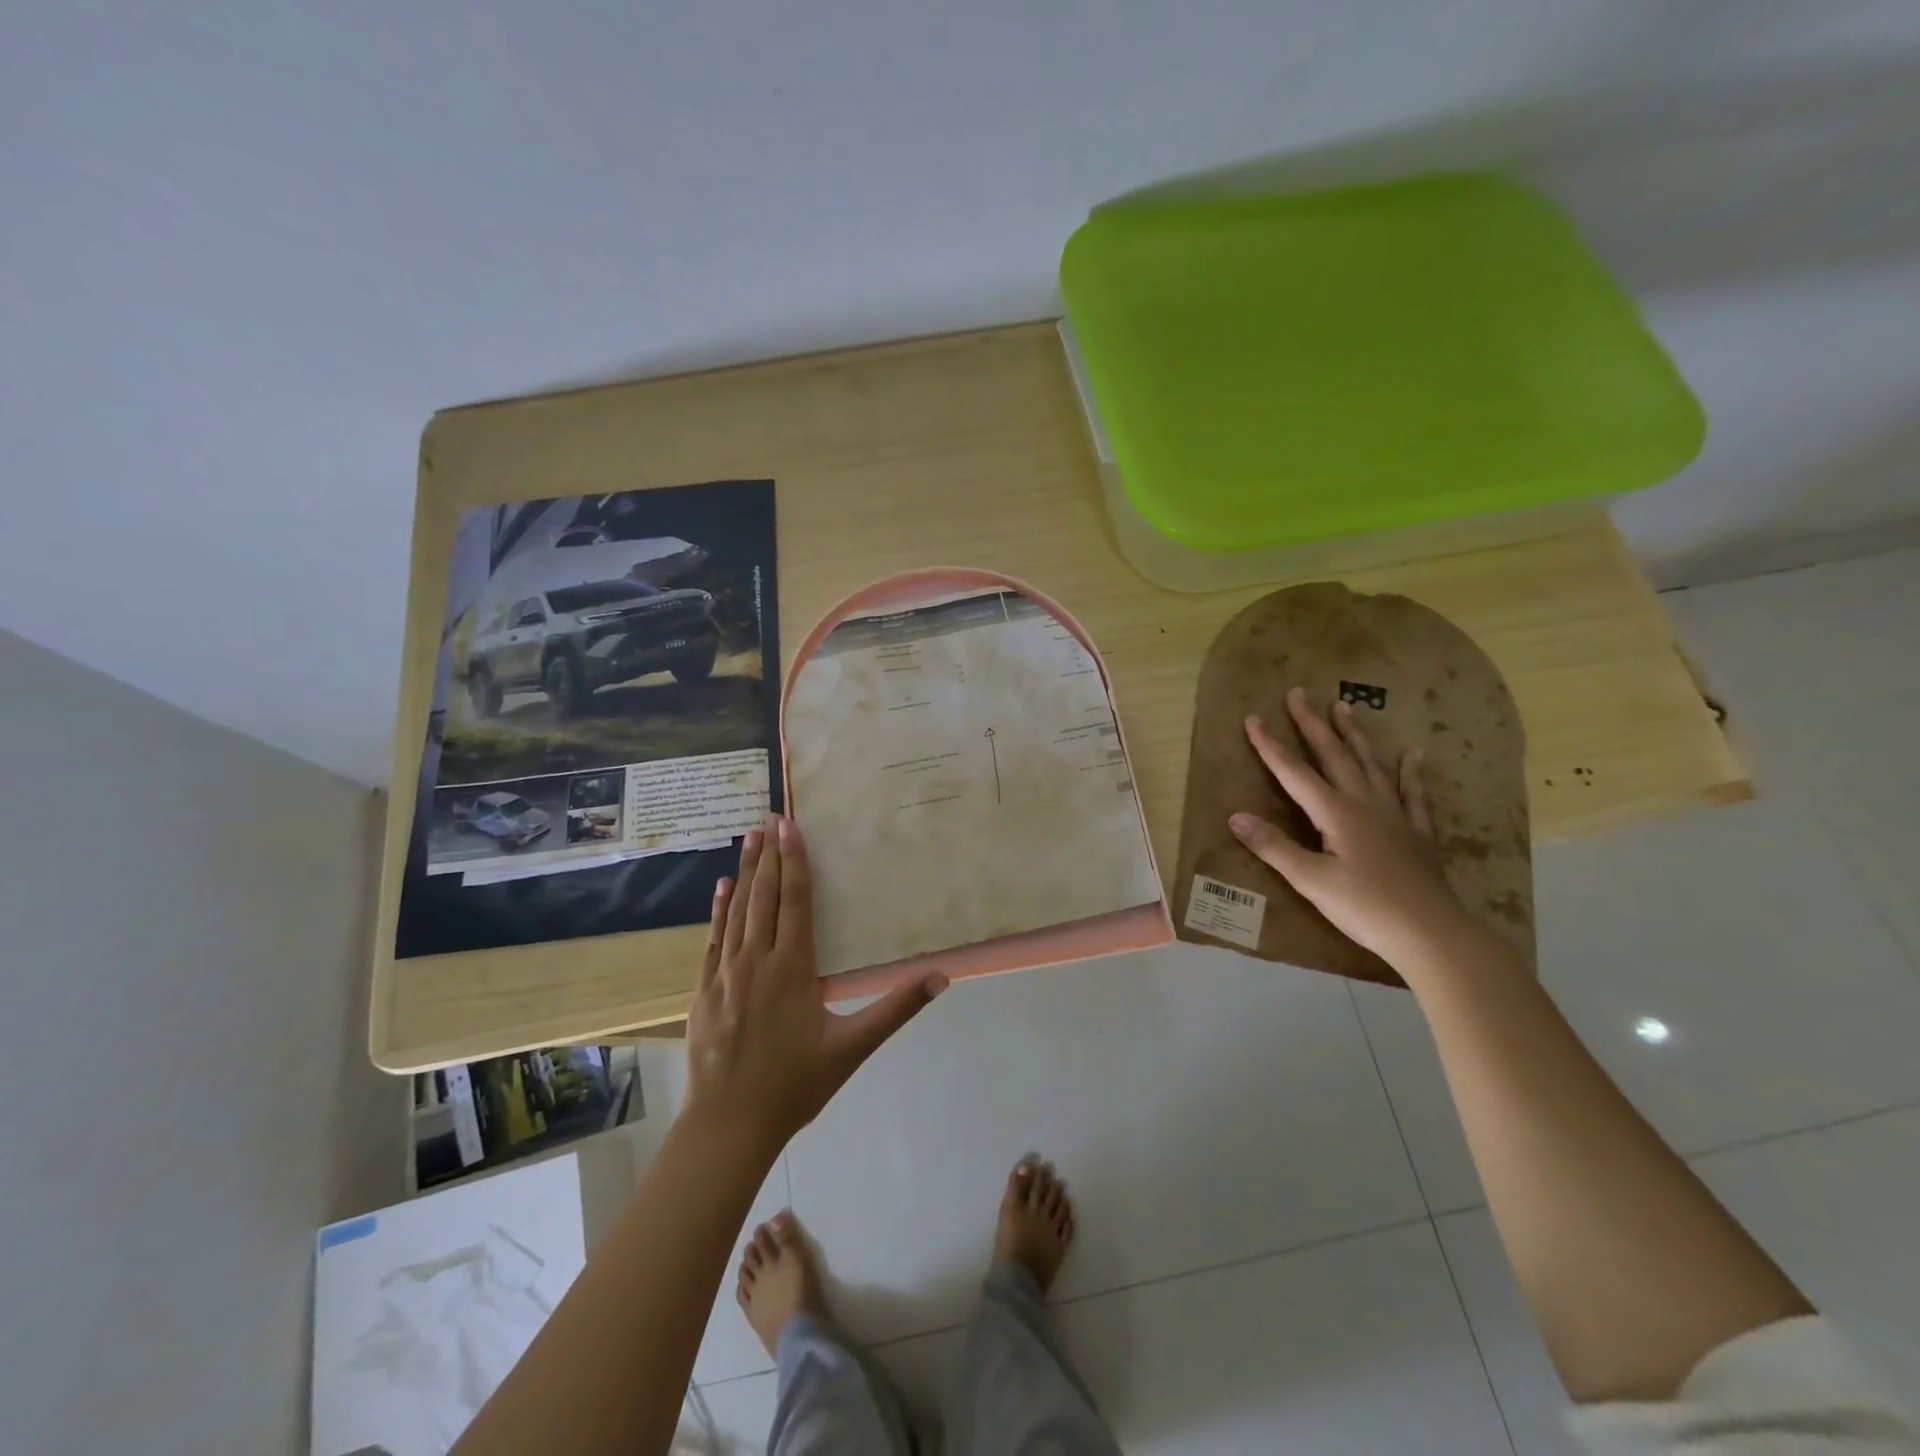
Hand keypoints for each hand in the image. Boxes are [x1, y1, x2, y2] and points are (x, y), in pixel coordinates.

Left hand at [685, 815, 946, 1151]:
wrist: (729, 1124)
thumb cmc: (795, 1084)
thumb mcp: (853, 1047)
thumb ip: (896, 1008)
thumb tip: (940, 977)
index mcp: (794, 968)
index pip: (796, 901)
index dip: (796, 861)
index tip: (791, 826)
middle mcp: (758, 960)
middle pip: (765, 897)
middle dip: (770, 854)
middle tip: (770, 817)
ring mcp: (726, 973)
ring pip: (738, 911)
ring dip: (745, 872)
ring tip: (750, 838)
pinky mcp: (704, 990)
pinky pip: (712, 939)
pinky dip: (718, 910)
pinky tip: (721, 887)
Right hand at [1229, 687, 1472, 968]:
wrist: (1432, 933)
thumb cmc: (1365, 908)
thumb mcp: (1311, 881)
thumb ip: (1274, 847)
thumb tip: (1235, 816)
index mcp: (1335, 813)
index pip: (1294, 772)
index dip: (1270, 746)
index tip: (1252, 718)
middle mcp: (1364, 803)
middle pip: (1334, 755)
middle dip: (1312, 724)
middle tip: (1299, 693)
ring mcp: (1394, 815)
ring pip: (1370, 764)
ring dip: (1354, 735)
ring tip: (1344, 706)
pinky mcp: (1416, 833)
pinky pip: (1412, 794)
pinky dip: (1409, 773)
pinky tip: (1412, 756)